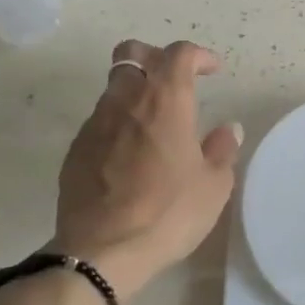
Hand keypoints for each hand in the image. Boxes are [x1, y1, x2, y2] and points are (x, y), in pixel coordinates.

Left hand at [50, 40, 242, 300]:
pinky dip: (118, 123)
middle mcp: (126, 100)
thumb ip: (222, 150)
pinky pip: (100, 121)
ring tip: (154, 123)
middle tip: (174, 80)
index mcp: (165, 100)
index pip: (179, 54)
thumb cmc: (169, 213)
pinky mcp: (76, 149)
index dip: (198, 55)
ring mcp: (95, 123)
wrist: (102, 250)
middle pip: (132, 53)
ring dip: (135, 92)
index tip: (212, 70)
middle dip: (155, 57)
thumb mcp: (213, 185)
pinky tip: (130, 154)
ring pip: (114, 87)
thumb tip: (228, 129)